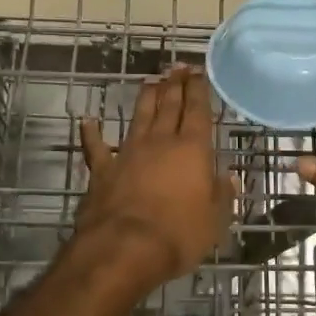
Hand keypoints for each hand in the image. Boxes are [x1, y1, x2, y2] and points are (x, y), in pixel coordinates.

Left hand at [77, 64, 233, 286]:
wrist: (124, 248)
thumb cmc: (179, 235)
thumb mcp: (215, 221)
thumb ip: (221, 195)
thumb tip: (228, 177)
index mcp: (192, 150)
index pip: (198, 112)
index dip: (199, 90)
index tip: (199, 72)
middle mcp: (161, 142)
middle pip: (169, 106)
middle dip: (175, 84)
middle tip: (178, 67)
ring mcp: (129, 153)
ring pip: (139, 116)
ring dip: (146, 97)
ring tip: (150, 81)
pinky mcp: (102, 170)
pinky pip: (96, 147)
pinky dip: (91, 133)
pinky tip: (87, 121)